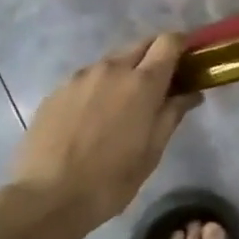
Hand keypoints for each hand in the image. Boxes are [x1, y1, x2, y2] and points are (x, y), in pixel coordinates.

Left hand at [9, 34, 199, 231]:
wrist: (47, 197)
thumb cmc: (111, 179)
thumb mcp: (152, 151)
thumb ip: (172, 114)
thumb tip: (191, 93)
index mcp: (142, 83)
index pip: (169, 41)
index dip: (182, 45)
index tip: (189, 61)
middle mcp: (111, 69)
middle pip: (140, 46)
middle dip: (155, 57)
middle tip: (160, 86)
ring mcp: (79, 77)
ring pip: (111, 62)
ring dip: (125, 73)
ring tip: (124, 106)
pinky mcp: (56, 91)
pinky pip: (87, 79)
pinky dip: (99, 88)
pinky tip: (93, 119)